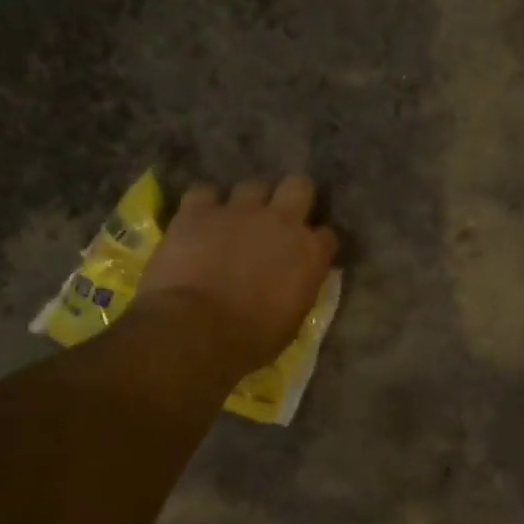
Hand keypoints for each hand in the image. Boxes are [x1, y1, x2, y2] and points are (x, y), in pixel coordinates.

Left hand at [137, 177, 338, 372]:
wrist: (195, 330)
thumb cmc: (252, 339)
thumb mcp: (294, 319)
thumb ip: (300, 288)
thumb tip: (297, 281)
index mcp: (310, 252)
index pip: (328, 235)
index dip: (317, 243)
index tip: (309, 255)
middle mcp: (281, 221)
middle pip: (299, 185)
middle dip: (293, 196)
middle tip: (281, 218)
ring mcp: (238, 211)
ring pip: (253, 185)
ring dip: (249, 200)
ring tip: (238, 219)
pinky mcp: (197, 211)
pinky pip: (205, 192)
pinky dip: (205, 204)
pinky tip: (201, 219)